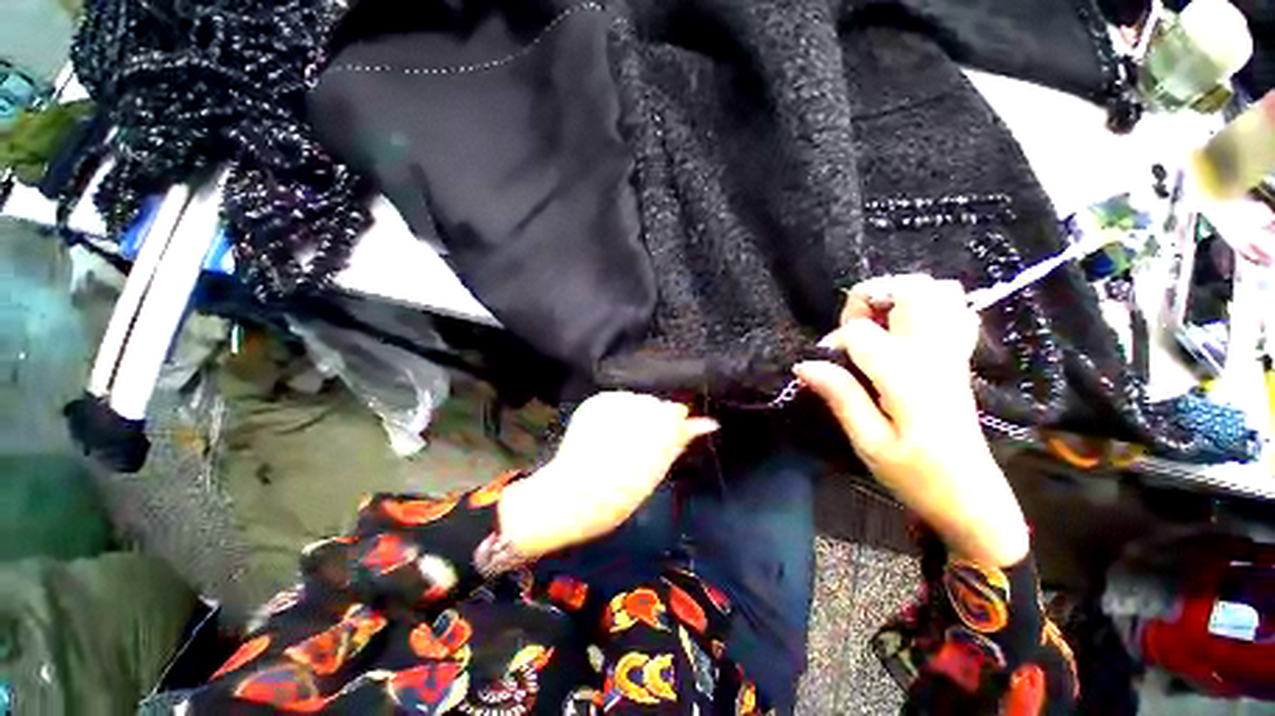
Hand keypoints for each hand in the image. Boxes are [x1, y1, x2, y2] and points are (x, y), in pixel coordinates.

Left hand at [498, 392, 717, 558]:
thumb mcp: (658, 468)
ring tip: (619, 440)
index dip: (671, 427)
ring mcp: (616, 400)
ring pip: (636, 400)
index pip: (677, 411)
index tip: (663, 442)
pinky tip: (607, 432)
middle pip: (655, 404)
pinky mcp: (597, 400)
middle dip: (652, 420)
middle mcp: (640, 404)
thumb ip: (681, 438)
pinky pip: (616, 401)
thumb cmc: (622, 492)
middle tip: (638, 446)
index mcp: (662, 423)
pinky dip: (615, 413)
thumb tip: (708, 422)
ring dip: (634, 415)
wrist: (573, 495)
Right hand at [794, 275, 1028, 565]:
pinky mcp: (960, 360)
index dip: (834, 341)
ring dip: (902, 297)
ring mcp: (953, 353)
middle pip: (910, 290)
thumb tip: (804, 364)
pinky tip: (908, 331)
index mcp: (906, 375)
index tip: (825, 367)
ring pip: (940, 292)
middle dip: (872, 297)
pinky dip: (931, 307)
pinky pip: (957, 312)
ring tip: (878, 323)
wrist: (973, 499)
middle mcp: (934, 354)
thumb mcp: (868, 443)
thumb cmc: (916, 476)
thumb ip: (840, 396)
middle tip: (853, 327)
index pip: (859, 331)